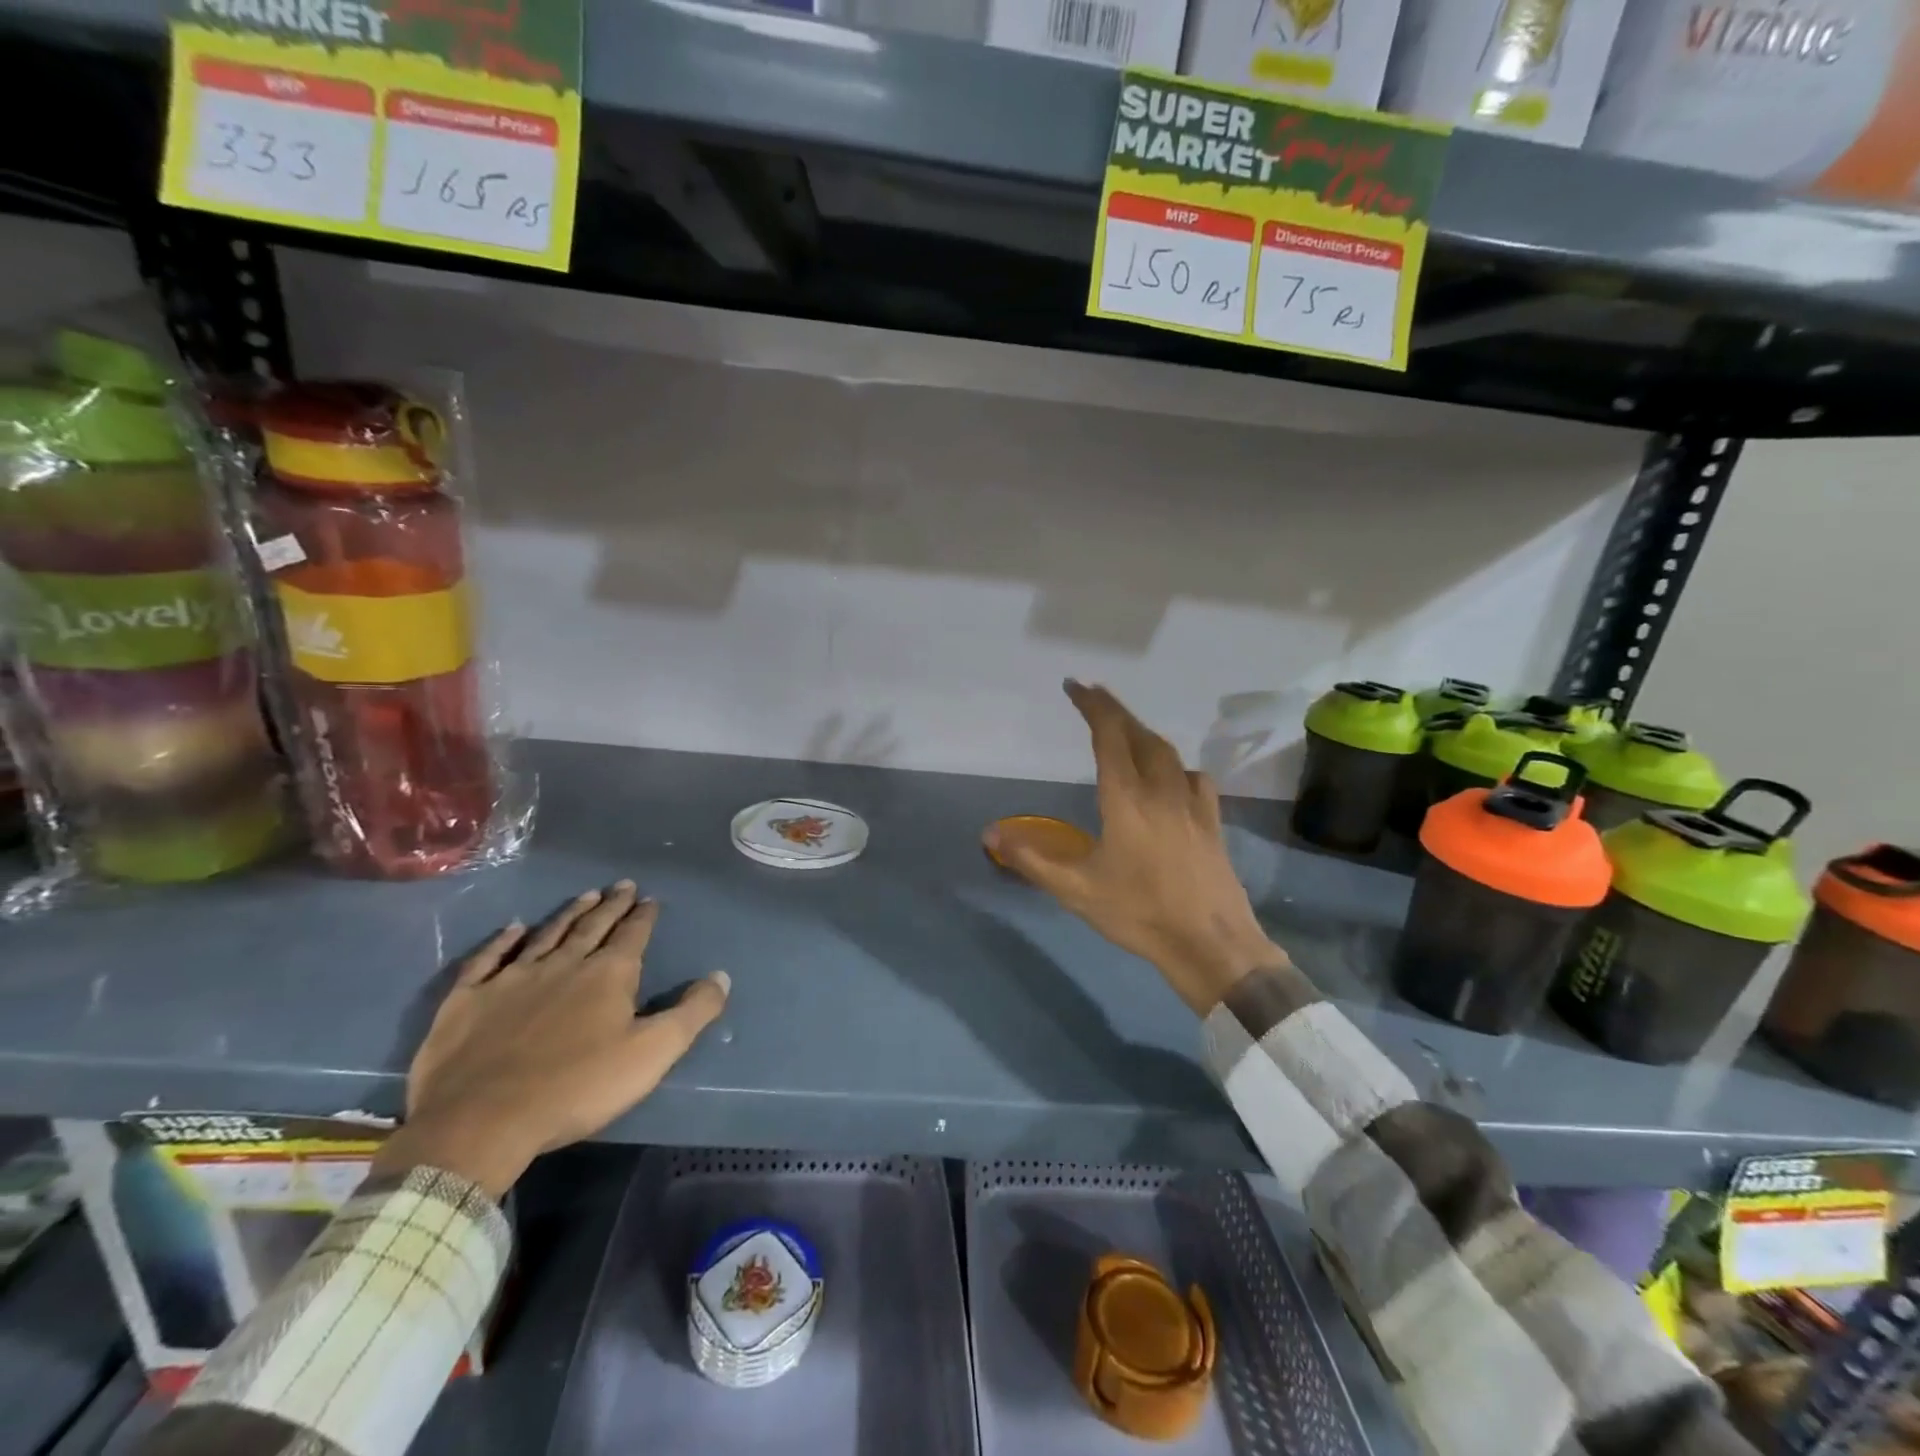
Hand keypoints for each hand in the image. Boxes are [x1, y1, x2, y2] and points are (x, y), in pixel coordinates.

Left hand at [372, 882, 729, 1196]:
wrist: (481, 1121)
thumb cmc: (577, 1087)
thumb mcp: (652, 1054)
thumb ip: (692, 1012)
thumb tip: (721, 976)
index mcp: (608, 975)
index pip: (632, 934)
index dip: (643, 916)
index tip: (650, 899)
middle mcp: (563, 964)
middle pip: (592, 926)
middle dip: (611, 905)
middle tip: (622, 885)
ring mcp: (512, 978)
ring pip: (546, 935)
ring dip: (568, 914)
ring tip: (585, 895)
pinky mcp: (468, 999)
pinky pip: (488, 959)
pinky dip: (502, 941)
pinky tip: (512, 928)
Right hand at [983, 681, 1283, 1015]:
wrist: (1210, 943)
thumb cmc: (1140, 913)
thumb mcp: (1076, 891)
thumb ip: (1031, 860)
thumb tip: (989, 834)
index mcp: (1127, 799)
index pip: (1109, 737)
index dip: (1092, 706)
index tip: (1075, 686)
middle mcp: (1162, 790)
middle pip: (1140, 735)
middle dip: (1116, 711)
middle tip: (1095, 697)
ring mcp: (1193, 805)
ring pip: (1169, 753)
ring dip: (1144, 734)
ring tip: (1126, 732)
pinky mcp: (1212, 822)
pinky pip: (1193, 777)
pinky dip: (1175, 765)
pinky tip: (1171, 779)